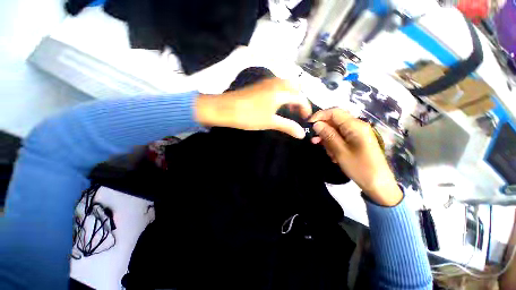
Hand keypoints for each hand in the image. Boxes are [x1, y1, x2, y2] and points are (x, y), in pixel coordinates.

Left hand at [195, 78, 311, 138]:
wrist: (225, 108)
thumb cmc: (249, 116)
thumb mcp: (270, 122)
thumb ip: (288, 126)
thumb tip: (302, 134)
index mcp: (281, 92)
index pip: (300, 97)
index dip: (306, 108)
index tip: (306, 119)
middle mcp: (276, 82)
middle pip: (295, 87)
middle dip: (299, 99)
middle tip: (297, 112)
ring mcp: (267, 82)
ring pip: (285, 85)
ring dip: (290, 95)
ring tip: (288, 109)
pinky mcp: (259, 84)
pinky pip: (277, 85)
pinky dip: (282, 93)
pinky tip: (276, 103)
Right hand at [309, 108, 402, 205]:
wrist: (379, 185)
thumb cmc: (360, 168)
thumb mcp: (340, 151)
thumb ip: (328, 135)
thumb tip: (316, 124)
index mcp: (355, 126)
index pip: (334, 112)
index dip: (320, 116)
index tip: (309, 125)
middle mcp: (357, 126)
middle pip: (334, 121)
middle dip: (323, 131)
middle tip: (314, 142)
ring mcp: (357, 134)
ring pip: (336, 130)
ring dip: (328, 140)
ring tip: (329, 153)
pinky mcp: (357, 141)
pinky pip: (341, 138)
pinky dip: (334, 145)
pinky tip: (334, 155)